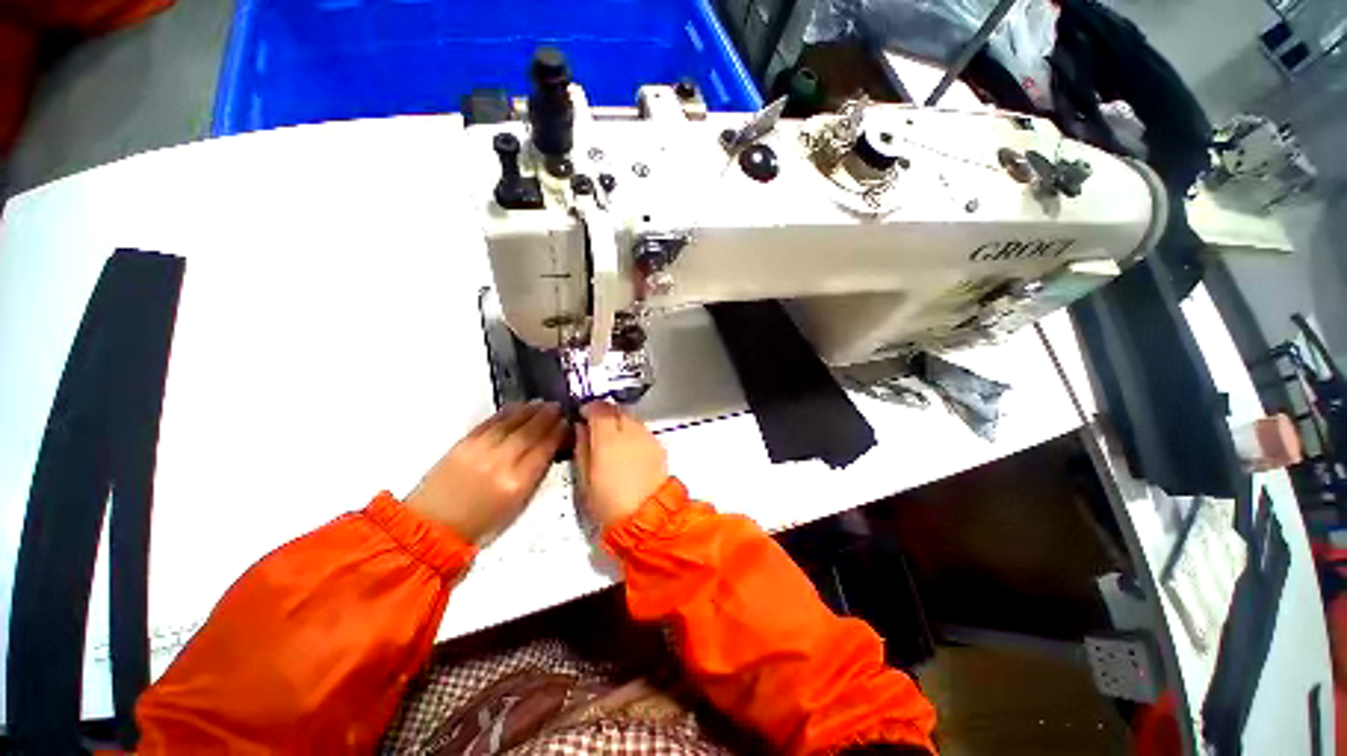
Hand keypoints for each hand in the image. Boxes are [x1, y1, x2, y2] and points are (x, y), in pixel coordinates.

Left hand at [405, 402, 566, 542]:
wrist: (433, 527)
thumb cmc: (480, 524)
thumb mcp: (518, 506)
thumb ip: (535, 475)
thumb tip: (549, 449)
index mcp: (518, 482)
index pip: (545, 448)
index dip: (558, 432)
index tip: (566, 423)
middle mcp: (501, 462)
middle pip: (530, 431)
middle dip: (547, 416)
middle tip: (557, 407)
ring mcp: (481, 450)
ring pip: (511, 422)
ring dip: (530, 410)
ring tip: (541, 403)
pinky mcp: (463, 443)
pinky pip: (491, 422)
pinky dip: (507, 412)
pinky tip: (517, 407)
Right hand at [575, 401, 668, 527]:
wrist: (648, 517)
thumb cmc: (610, 504)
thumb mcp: (585, 480)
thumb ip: (582, 448)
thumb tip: (580, 429)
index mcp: (608, 439)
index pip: (599, 409)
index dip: (589, 407)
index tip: (582, 413)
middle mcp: (630, 432)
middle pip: (616, 408)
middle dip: (604, 411)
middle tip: (594, 423)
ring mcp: (646, 437)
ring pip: (630, 416)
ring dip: (618, 419)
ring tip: (610, 436)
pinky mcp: (657, 445)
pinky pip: (641, 428)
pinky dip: (631, 430)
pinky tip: (626, 446)